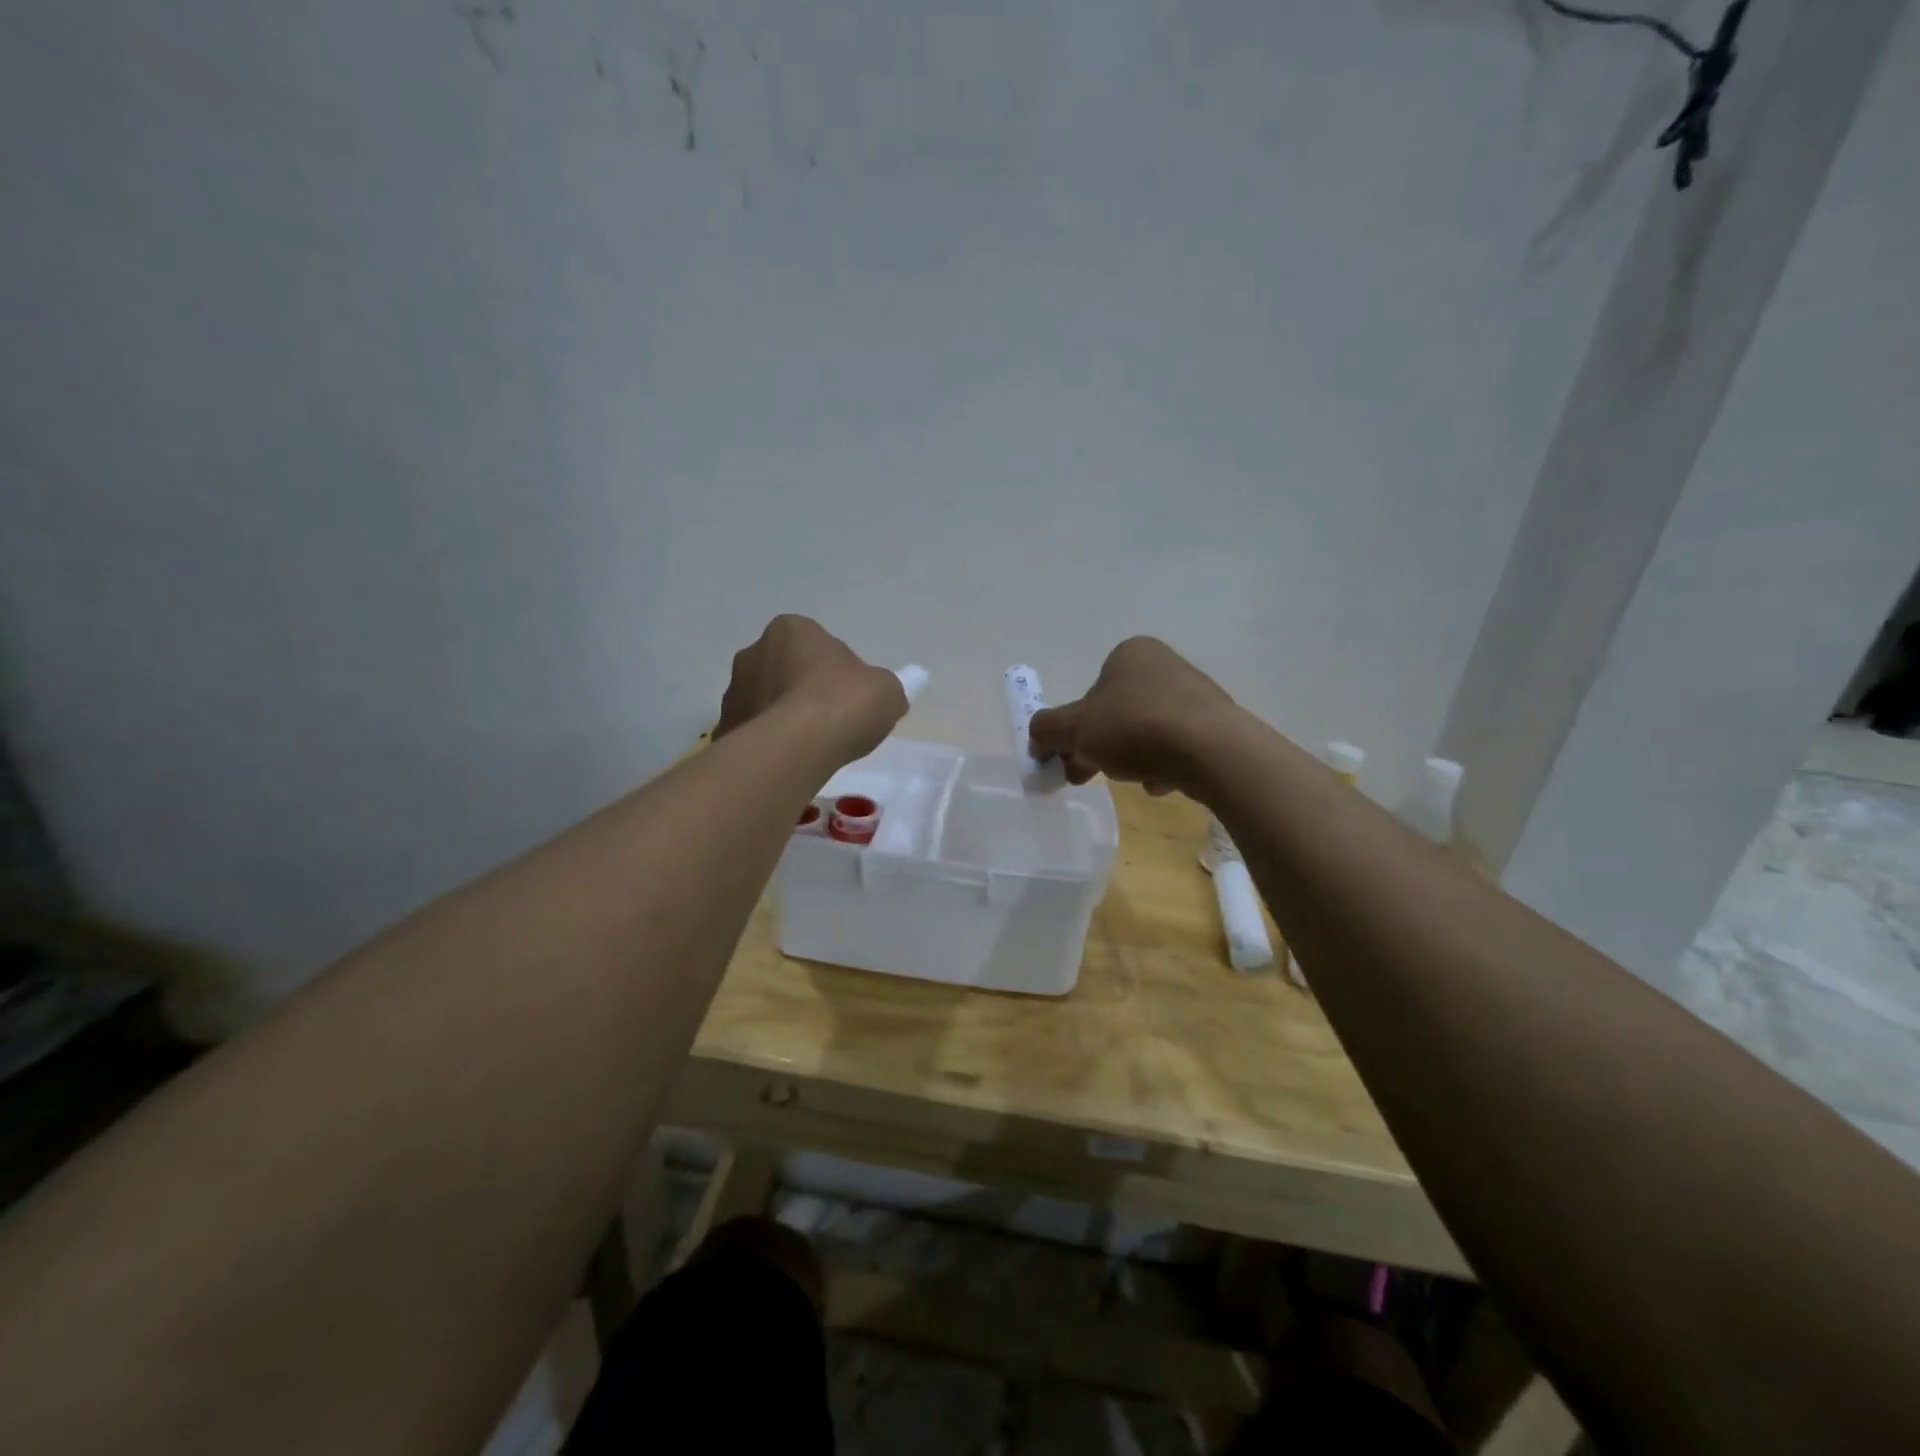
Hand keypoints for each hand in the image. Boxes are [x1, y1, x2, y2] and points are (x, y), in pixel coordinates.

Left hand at [715, 615, 905, 760]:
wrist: (796, 747)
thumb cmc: (844, 704)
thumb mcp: (887, 691)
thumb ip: (885, 687)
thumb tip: (890, 691)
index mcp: (792, 629)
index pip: (816, 645)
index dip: (836, 671)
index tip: (849, 698)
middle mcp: (754, 651)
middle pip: (785, 670)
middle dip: (802, 690)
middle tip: (828, 722)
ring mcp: (734, 691)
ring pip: (765, 701)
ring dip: (782, 717)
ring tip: (808, 748)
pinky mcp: (724, 728)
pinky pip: (752, 733)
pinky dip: (767, 744)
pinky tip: (788, 762)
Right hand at [1027, 637, 1238, 796]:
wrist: (1211, 750)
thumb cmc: (1135, 728)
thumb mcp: (1075, 729)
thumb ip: (1046, 731)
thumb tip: (1036, 740)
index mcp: (1129, 653)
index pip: (1091, 693)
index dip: (1075, 729)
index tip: (1070, 759)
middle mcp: (1164, 664)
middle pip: (1117, 713)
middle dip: (1099, 747)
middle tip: (1087, 776)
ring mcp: (1195, 694)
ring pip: (1146, 731)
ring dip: (1131, 757)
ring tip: (1132, 780)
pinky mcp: (1216, 724)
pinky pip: (1176, 746)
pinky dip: (1164, 764)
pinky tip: (1163, 783)